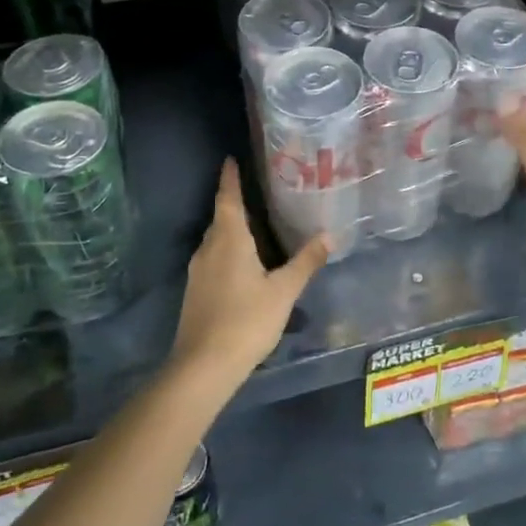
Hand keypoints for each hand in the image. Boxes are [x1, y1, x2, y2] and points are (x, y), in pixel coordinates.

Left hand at [171, 159, 328, 393]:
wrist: (203, 366)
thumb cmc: (247, 320)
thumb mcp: (283, 291)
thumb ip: (306, 262)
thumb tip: (330, 235)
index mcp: (229, 240)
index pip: (228, 198)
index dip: (230, 178)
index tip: (231, 159)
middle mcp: (209, 249)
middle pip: (221, 218)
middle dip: (234, 203)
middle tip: (256, 192)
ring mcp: (198, 272)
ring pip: (216, 240)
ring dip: (231, 229)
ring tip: (254, 225)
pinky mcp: (196, 292)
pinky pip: (213, 259)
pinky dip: (227, 251)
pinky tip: (243, 264)